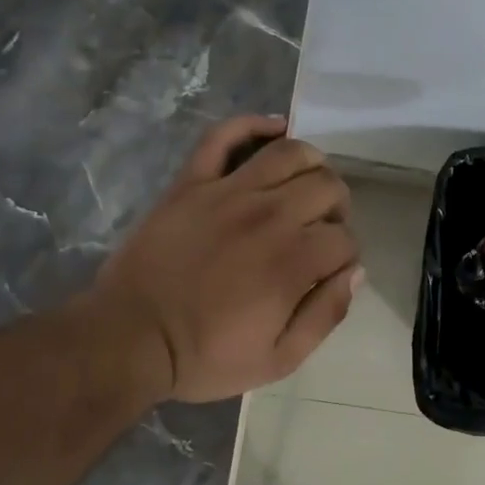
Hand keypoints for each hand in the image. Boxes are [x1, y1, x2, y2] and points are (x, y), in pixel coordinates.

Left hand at [90, 116, 363, 402]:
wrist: (129, 339)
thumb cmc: (205, 355)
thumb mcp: (279, 360)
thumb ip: (325, 315)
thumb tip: (354, 273)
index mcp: (293, 261)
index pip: (345, 238)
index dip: (346, 254)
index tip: (330, 270)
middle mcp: (268, 216)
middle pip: (327, 186)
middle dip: (337, 208)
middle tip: (320, 229)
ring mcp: (227, 192)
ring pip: (289, 152)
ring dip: (312, 164)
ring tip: (305, 185)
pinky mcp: (191, 182)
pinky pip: (223, 136)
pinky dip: (252, 124)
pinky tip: (273, 129)